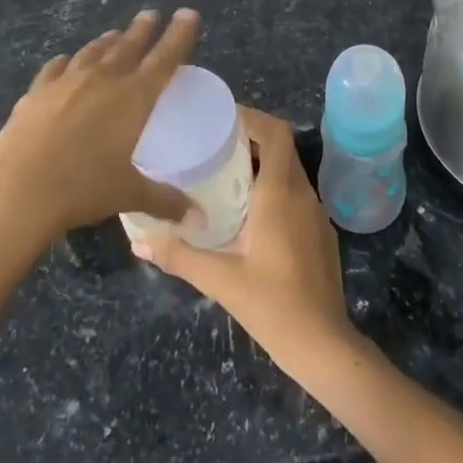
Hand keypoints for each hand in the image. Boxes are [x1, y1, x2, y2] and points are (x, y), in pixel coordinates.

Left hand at [0, 9, 198, 243]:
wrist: (16, 189)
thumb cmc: (82, 188)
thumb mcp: (127, 194)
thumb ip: (162, 199)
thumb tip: (193, 215)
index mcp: (134, 96)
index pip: (165, 57)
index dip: (179, 34)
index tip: (188, 13)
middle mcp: (103, 79)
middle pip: (129, 44)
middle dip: (143, 28)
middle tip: (151, 14)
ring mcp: (66, 81)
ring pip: (93, 51)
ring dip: (108, 41)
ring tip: (115, 34)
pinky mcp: (36, 91)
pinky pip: (56, 67)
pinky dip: (66, 62)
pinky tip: (64, 62)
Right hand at [133, 107, 358, 377]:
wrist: (323, 345)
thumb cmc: (272, 305)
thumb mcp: (220, 279)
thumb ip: (179, 256)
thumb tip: (138, 242)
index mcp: (280, 194)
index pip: (275, 133)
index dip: (252, 117)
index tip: (222, 118)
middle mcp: (302, 194)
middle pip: (281, 147)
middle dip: (251, 138)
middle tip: (215, 144)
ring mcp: (316, 213)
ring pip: (290, 171)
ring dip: (262, 163)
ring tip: (226, 174)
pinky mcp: (321, 232)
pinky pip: (296, 194)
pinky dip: (274, 187)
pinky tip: (252, 212)